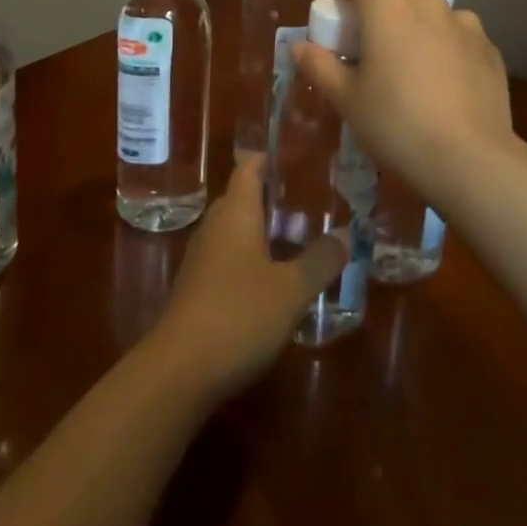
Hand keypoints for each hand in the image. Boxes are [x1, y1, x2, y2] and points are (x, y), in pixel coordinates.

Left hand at [150, 156, 345, 400]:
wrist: (179, 370)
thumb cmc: (239, 315)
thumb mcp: (291, 290)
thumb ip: (321, 260)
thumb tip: (347, 233)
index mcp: (236, 213)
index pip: (249, 168)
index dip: (269, 158)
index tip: (296, 156)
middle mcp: (215, 227)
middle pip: (240, 198)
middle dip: (270, 196)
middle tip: (307, 200)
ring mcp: (201, 258)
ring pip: (233, 230)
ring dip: (260, 229)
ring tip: (296, 236)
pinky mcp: (196, 289)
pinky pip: (226, 258)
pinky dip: (248, 258)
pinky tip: (271, 279)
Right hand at [293, 0, 515, 194]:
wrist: (470, 159)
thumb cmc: (396, 123)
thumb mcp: (346, 99)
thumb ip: (319, 65)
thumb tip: (298, 46)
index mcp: (386, 5)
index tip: (342, 28)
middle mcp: (426, 2)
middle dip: (381, 17)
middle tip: (374, 58)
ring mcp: (464, 23)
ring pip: (430, 17)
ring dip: (417, 32)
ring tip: (415, 76)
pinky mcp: (489, 48)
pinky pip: (458, 39)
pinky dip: (448, 52)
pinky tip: (446, 90)